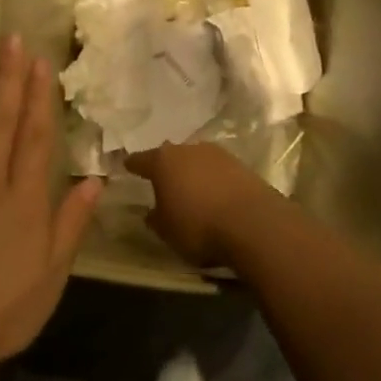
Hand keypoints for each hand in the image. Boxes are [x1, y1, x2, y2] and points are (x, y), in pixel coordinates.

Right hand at [122, 142, 275, 267]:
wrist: (254, 224)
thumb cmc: (198, 227)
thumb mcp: (166, 231)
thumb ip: (155, 218)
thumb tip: (152, 212)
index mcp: (163, 161)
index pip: (141, 160)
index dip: (133, 165)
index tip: (127, 166)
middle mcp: (189, 150)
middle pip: (172, 156)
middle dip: (167, 167)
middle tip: (162, 180)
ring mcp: (219, 155)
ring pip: (198, 161)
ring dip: (193, 172)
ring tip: (191, 189)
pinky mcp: (243, 166)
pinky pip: (219, 172)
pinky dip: (214, 181)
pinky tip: (215, 195)